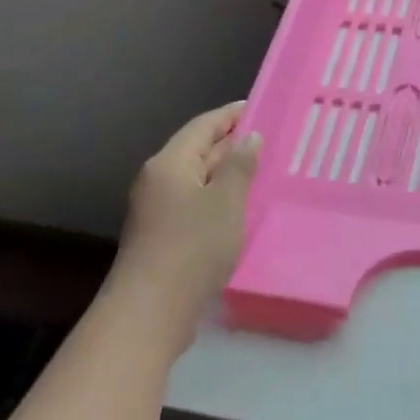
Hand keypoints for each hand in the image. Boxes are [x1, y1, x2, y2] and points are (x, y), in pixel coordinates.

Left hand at [117, 102, 261, 344]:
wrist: (150, 312)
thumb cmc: (193, 247)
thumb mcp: (226, 201)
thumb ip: (240, 165)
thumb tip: (249, 137)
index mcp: (169, 163)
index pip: (203, 125)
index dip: (231, 115)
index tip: (261, 107)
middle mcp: (158, 180)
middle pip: (197, 150)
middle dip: (231, 143)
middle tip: (269, 139)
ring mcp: (156, 209)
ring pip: (197, 179)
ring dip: (227, 173)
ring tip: (261, 170)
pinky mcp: (162, 236)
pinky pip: (195, 202)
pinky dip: (218, 197)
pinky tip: (240, 207)